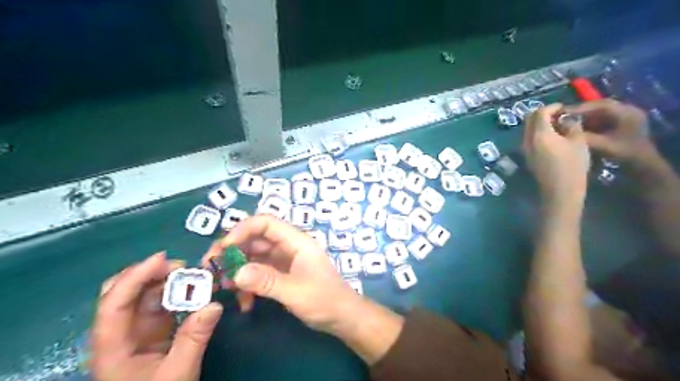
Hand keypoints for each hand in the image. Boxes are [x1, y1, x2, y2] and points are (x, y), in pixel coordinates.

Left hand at [90, 254, 221, 379]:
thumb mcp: (177, 373)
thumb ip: (194, 339)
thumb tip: (214, 304)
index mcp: (112, 346)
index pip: (114, 303)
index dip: (135, 277)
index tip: (163, 258)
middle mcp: (120, 331)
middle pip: (123, 292)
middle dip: (150, 273)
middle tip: (182, 267)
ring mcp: (137, 329)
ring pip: (145, 295)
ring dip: (169, 281)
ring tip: (195, 276)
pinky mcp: (153, 330)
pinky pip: (162, 303)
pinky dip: (178, 292)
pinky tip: (195, 290)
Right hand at [201, 216, 363, 334]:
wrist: (342, 317)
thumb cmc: (324, 300)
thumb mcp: (295, 291)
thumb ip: (267, 281)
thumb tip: (236, 273)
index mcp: (296, 241)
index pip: (266, 223)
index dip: (242, 230)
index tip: (223, 248)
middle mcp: (288, 247)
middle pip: (255, 239)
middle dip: (233, 251)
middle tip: (211, 267)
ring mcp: (284, 261)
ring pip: (254, 257)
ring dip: (237, 269)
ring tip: (221, 286)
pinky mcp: (281, 275)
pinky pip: (259, 273)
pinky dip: (248, 284)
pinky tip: (243, 302)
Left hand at [525, 103, 590, 205]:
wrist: (560, 190)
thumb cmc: (573, 165)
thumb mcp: (579, 142)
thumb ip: (571, 125)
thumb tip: (566, 118)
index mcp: (539, 134)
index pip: (540, 113)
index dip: (552, 107)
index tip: (564, 108)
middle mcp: (527, 140)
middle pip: (529, 119)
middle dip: (543, 114)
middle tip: (559, 115)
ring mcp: (524, 149)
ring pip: (527, 129)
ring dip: (539, 123)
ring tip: (558, 125)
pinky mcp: (526, 157)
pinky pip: (528, 138)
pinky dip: (537, 133)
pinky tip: (552, 137)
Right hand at [563, 98, 658, 162]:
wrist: (643, 165)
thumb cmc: (626, 154)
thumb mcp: (604, 145)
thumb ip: (584, 136)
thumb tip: (563, 130)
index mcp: (627, 112)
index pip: (601, 105)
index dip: (580, 108)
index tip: (562, 113)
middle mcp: (627, 111)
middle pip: (599, 107)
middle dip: (580, 112)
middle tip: (562, 116)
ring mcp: (624, 117)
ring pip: (599, 113)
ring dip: (583, 117)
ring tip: (566, 122)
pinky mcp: (620, 125)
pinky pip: (601, 120)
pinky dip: (588, 123)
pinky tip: (576, 128)